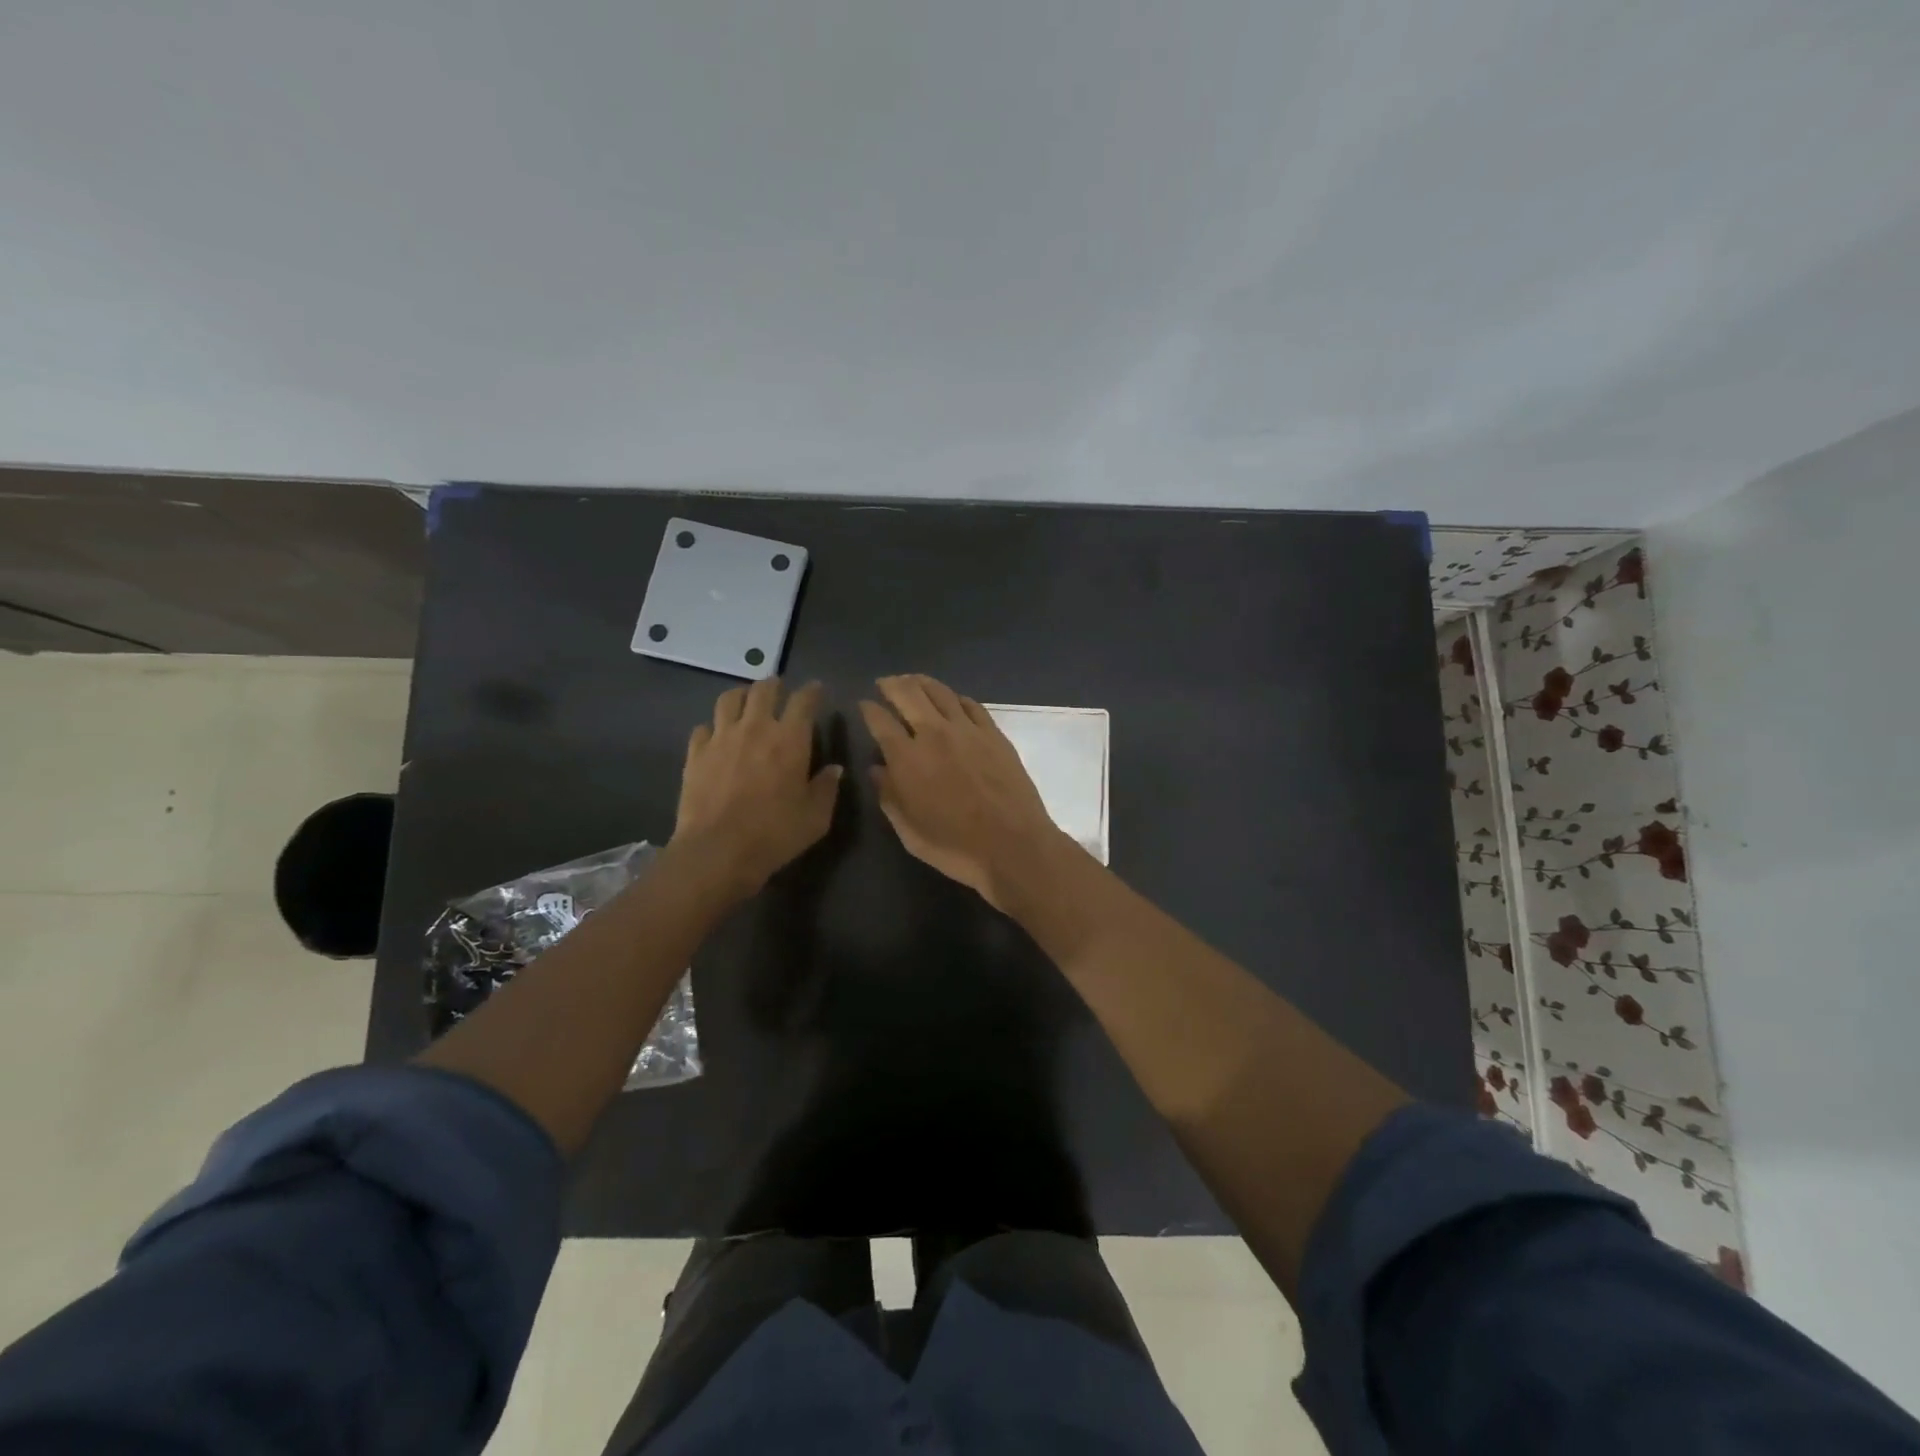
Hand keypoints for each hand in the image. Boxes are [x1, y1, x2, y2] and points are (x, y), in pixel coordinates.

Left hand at [672, 679, 841, 899]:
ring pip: (729, 699)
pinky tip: (716, 737)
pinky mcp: (695, 753)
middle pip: (764, 690)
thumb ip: (827, 788)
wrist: (718, 851)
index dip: (812, 691)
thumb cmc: (775, 834)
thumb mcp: (816, 817)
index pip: (804, 700)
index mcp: (791, 738)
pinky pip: (703, 728)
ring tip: (746, 703)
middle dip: (775, 685)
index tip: (817, 690)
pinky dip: (713, 727)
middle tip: (779, 690)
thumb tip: (834, 769)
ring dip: (742, 696)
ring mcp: (721, 737)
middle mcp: (756, 727)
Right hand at [859, 674, 1070, 909]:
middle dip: (891, 684)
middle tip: (884, 683)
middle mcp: (934, 734)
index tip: (864, 704)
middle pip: (908, 694)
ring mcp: (967, 730)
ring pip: (940, 692)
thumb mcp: (909, 831)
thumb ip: (888, 796)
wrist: (1013, 845)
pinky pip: (971, 705)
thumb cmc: (954, 846)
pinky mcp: (993, 734)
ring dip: (921, 682)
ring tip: (912, 680)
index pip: (880, 721)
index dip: (868, 709)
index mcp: (907, 758)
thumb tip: (876, 769)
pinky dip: (955, 697)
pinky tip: (951, 699)